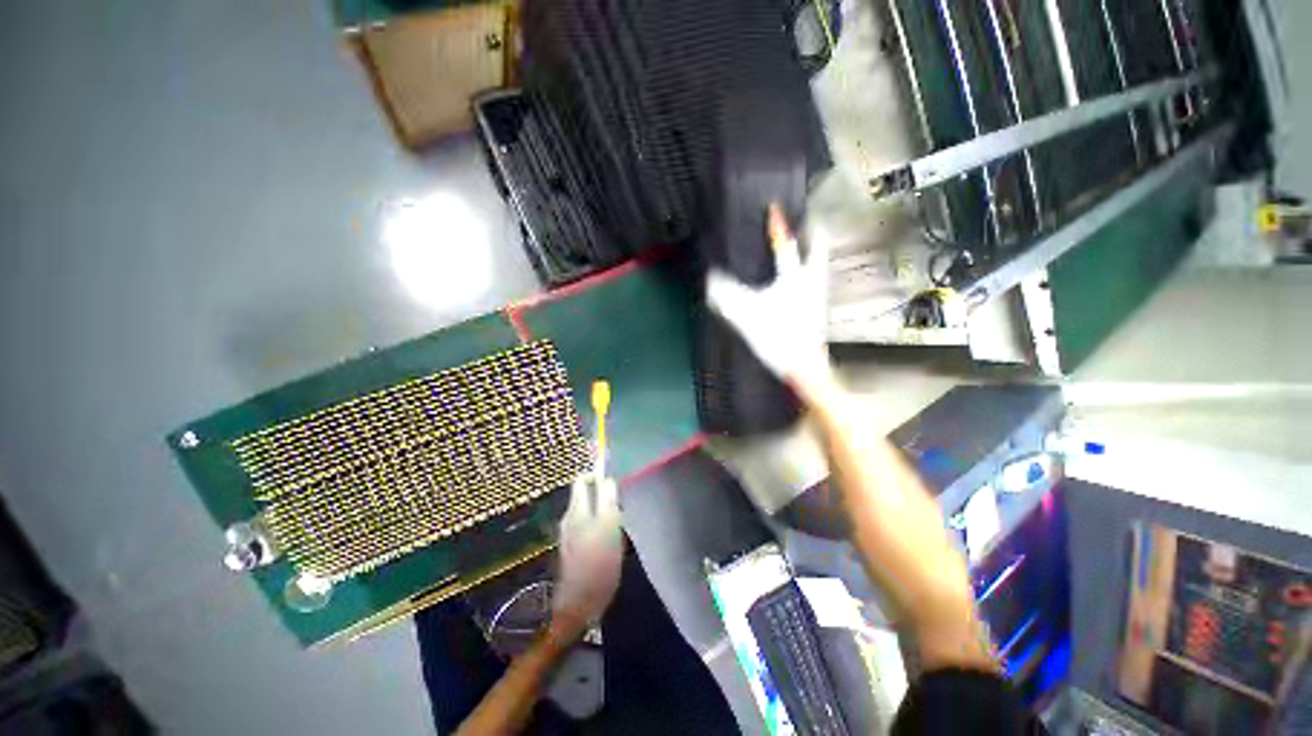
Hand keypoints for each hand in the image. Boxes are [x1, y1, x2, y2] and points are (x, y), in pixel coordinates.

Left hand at [551, 474, 622, 641]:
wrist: (579, 604)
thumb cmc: (599, 565)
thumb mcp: (610, 528)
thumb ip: (608, 501)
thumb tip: (608, 480)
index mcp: (577, 510)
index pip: (583, 480)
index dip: (597, 474)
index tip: (613, 479)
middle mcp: (569, 517)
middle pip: (584, 492)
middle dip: (601, 491)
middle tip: (619, 501)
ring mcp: (568, 532)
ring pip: (585, 507)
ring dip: (600, 507)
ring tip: (618, 518)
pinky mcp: (571, 545)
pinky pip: (585, 522)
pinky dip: (596, 521)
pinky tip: (609, 535)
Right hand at [706, 204, 832, 398]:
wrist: (804, 368)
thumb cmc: (778, 338)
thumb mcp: (746, 316)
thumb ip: (726, 296)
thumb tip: (710, 278)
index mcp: (795, 278)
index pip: (785, 246)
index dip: (777, 226)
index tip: (773, 208)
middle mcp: (812, 282)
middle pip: (818, 249)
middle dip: (812, 231)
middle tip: (805, 220)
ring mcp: (818, 296)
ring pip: (820, 264)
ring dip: (813, 250)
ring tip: (804, 242)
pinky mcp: (818, 310)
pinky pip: (816, 279)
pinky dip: (809, 270)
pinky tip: (799, 279)